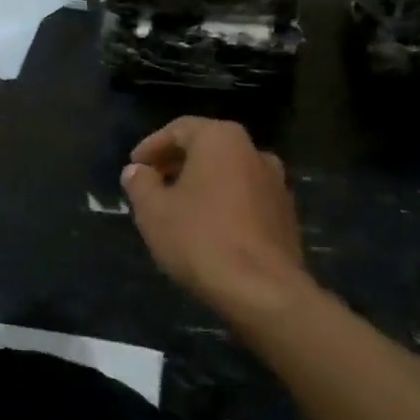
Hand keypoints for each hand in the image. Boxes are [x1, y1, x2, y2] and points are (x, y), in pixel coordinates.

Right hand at [121, 117, 307, 316]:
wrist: (262, 289)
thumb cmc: (200, 238)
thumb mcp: (153, 210)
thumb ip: (140, 184)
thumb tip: (136, 171)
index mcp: (221, 139)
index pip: (179, 129)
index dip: (152, 146)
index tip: (134, 167)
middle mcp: (253, 151)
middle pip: (206, 148)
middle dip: (176, 164)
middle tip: (151, 185)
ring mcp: (275, 183)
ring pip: (228, 173)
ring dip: (201, 184)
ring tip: (176, 208)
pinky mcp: (285, 214)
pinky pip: (245, 197)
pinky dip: (223, 203)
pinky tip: (206, 228)